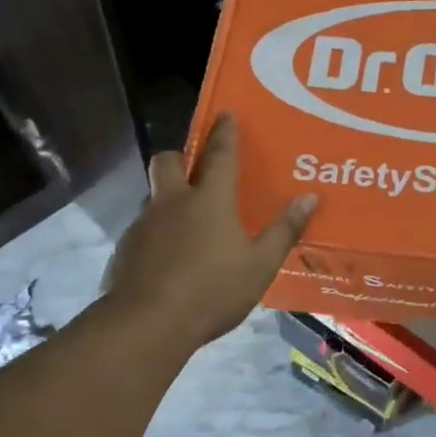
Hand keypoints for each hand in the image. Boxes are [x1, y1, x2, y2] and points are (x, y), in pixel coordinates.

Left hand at [104, 114, 318, 350]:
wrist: (148, 323)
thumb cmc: (212, 290)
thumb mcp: (259, 265)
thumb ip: (284, 230)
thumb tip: (310, 197)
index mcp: (209, 200)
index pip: (219, 154)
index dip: (224, 132)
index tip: (225, 113)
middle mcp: (172, 202)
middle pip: (168, 161)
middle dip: (181, 157)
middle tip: (196, 172)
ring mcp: (144, 224)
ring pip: (153, 197)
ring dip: (168, 201)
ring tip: (187, 226)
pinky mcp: (125, 249)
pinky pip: (143, 230)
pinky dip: (157, 235)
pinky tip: (168, 261)